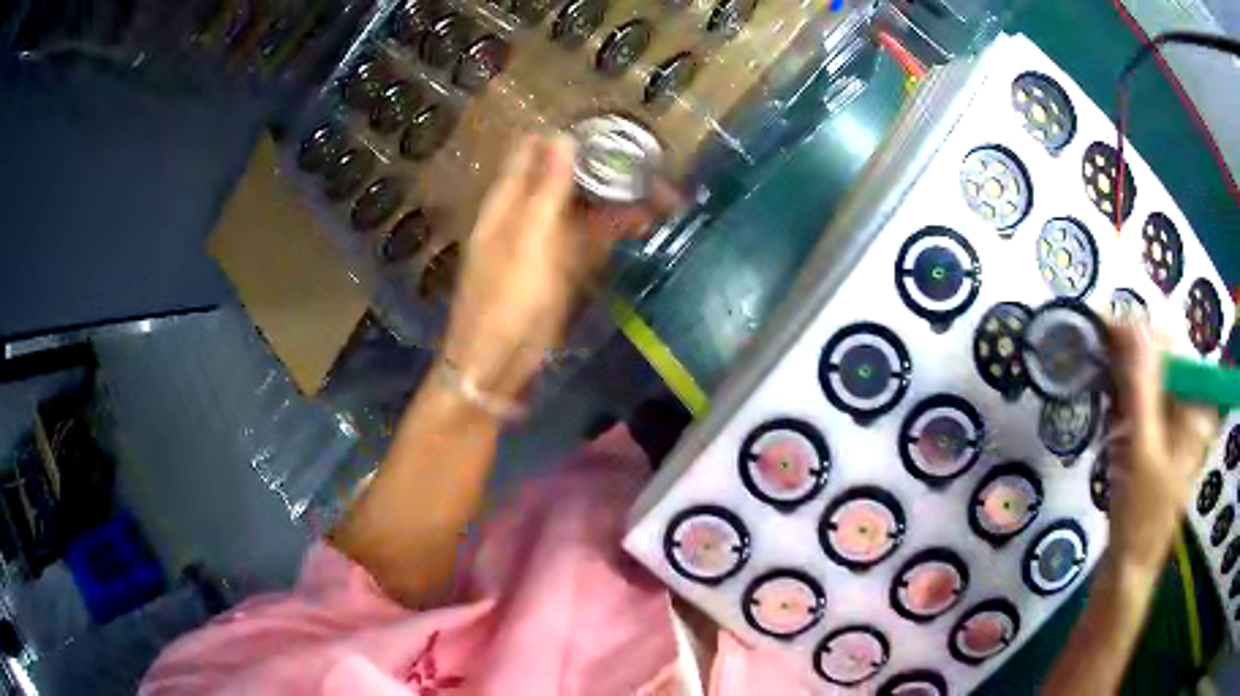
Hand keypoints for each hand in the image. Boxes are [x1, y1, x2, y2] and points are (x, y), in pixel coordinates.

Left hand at [440, 134, 658, 398]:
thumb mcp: (528, 241)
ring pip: (584, 207)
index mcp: (508, 201)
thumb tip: (563, 137)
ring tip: (662, 193)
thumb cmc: (506, 301)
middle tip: (650, 161)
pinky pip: (591, 238)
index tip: (609, 128)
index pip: (534, 150)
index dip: (567, 135)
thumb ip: (546, 189)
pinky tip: (644, 224)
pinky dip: (616, 229)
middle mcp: (527, 214)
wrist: (497, 363)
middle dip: (605, 167)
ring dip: (618, 198)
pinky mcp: (562, 268)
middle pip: (566, 177)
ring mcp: (546, 241)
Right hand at [1106, 323, 1217, 572]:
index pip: (1171, 345)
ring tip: (1105, 410)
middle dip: (1127, 364)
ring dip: (1121, 386)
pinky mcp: (1161, 436)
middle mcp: (1191, 404)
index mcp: (1198, 404)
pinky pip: (1141, 403)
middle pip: (1159, 360)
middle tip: (1097, 371)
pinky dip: (1122, 406)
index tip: (1102, 331)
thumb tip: (1130, 323)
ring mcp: (1177, 421)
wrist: (1127, 571)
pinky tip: (1110, 424)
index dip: (1138, 335)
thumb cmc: (1141, 518)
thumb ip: (1140, 386)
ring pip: (1147, 380)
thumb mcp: (1142, 450)